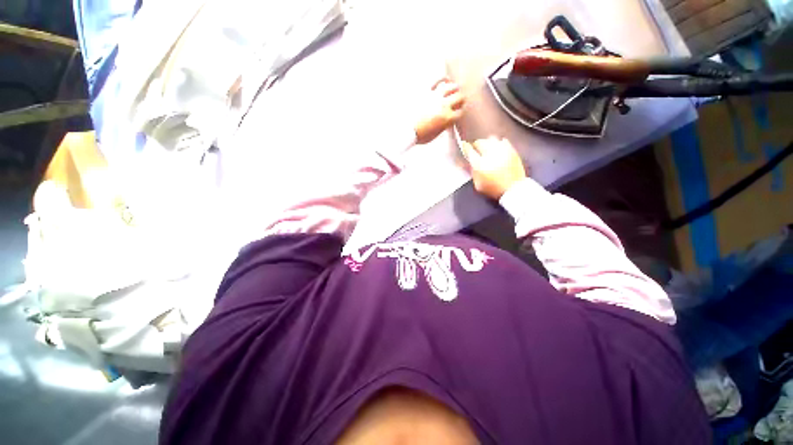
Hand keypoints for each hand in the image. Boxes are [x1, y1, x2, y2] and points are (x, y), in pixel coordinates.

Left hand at [414, 78, 465, 143]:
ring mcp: (435, 96)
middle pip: (459, 97)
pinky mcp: (426, 90)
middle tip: (459, 100)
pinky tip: (445, 79)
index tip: (458, 112)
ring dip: (454, 88)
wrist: (406, 129)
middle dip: (460, 100)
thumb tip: (447, 122)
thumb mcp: (435, 134)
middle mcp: (444, 105)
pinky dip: (442, 78)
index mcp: (447, 118)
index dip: (459, 112)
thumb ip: (443, 126)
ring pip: (451, 86)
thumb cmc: (419, 134)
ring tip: (455, 89)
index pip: (460, 112)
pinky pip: (437, 80)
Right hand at [460, 137, 526, 199]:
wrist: (514, 189)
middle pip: (480, 142)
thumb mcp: (478, 184)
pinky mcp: (512, 150)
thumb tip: (468, 162)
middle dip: (476, 145)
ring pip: (491, 138)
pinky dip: (498, 143)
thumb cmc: (494, 189)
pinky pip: (503, 141)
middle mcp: (490, 154)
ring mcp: (502, 150)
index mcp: (479, 164)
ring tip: (487, 149)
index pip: (469, 150)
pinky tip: (498, 149)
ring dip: (487, 143)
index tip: (464, 146)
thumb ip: (472, 171)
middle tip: (476, 150)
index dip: (465, 148)